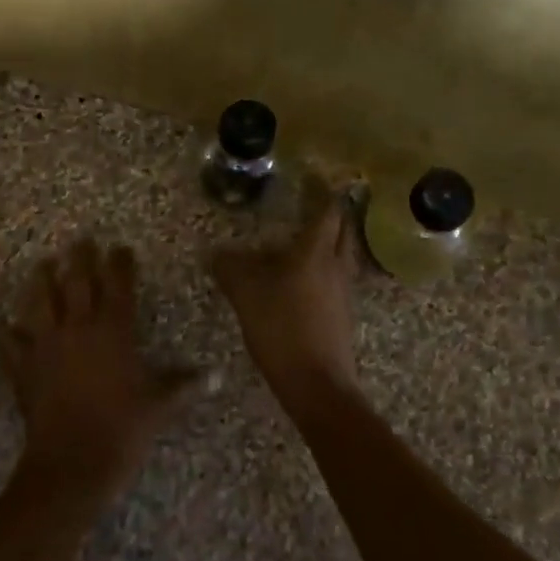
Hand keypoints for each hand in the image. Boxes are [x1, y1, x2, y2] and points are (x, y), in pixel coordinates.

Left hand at [2, 240, 195, 497]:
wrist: (71, 464)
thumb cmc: (122, 429)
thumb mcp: (159, 406)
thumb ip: (184, 386)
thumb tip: (216, 377)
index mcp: (113, 331)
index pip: (118, 285)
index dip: (120, 264)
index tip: (121, 248)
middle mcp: (78, 328)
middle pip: (77, 282)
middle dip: (80, 258)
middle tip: (81, 241)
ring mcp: (47, 346)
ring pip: (41, 302)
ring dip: (42, 281)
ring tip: (42, 264)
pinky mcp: (24, 369)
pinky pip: (11, 345)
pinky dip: (8, 335)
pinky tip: (4, 327)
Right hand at [210, 195, 360, 412]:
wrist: (317, 384)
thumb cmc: (282, 329)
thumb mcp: (246, 295)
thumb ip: (230, 268)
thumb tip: (215, 252)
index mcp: (315, 253)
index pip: (327, 211)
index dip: (323, 191)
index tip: (316, 176)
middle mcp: (336, 266)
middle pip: (343, 230)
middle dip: (333, 213)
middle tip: (316, 202)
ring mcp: (344, 292)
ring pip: (344, 255)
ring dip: (333, 241)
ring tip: (313, 236)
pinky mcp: (343, 314)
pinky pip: (339, 278)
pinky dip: (328, 267)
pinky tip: (310, 277)